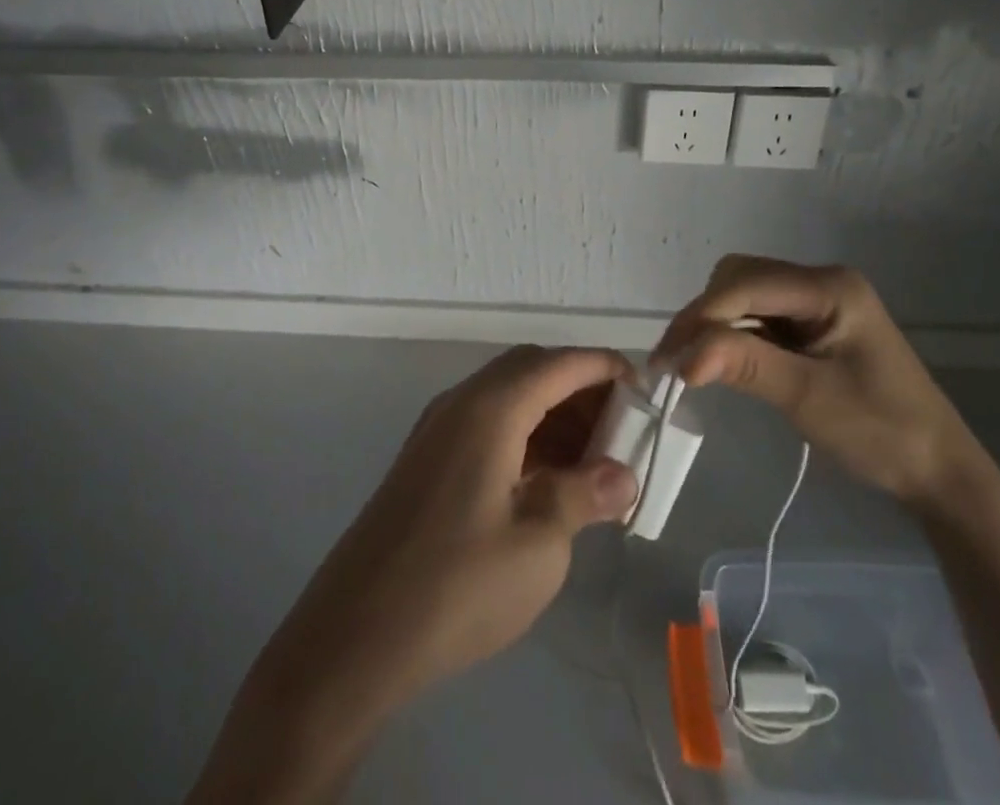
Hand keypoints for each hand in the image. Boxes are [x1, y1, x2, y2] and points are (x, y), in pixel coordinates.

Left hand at [192, 346, 640, 803]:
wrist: (354, 636)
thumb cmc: (457, 584)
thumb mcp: (538, 544)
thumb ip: (584, 495)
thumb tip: (622, 474)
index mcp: (491, 407)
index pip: (560, 362)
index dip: (605, 368)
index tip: (645, 389)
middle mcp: (462, 402)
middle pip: (532, 370)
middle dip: (581, 390)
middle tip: (621, 430)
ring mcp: (439, 430)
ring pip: (509, 397)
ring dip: (553, 416)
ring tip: (593, 463)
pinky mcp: (427, 460)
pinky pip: (488, 425)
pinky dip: (525, 437)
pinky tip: (547, 482)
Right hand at [653, 255, 993, 514]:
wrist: (938, 471)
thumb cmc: (881, 432)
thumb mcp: (808, 398)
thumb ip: (745, 365)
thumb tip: (682, 357)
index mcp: (830, 287)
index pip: (747, 284)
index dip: (703, 316)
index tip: (668, 358)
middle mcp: (821, 281)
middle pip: (740, 278)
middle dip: (705, 315)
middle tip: (678, 361)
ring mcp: (817, 301)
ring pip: (744, 293)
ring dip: (715, 324)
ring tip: (692, 364)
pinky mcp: (812, 323)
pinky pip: (759, 314)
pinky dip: (734, 334)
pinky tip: (722, 361)